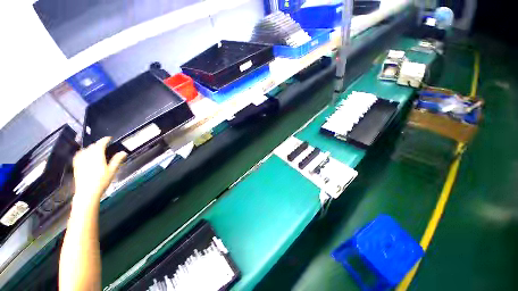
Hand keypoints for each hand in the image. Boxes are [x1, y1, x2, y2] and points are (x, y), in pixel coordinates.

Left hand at [72, 137, 126, 204]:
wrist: (87, 192)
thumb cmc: (101, 181)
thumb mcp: (112, 171)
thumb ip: (117, 160)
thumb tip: (123, 152)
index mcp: (97, 156)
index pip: (100, 144)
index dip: (105, 139)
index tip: (109, 138)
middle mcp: (87, 156)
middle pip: (92, 146)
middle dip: (98, 144)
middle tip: (104, 145)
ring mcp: (80, 160)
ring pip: (85, 149)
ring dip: (91, 147)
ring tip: (95, 149)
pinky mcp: (76, 165)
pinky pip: (78, 155)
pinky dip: (82, 152)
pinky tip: (84, 154)